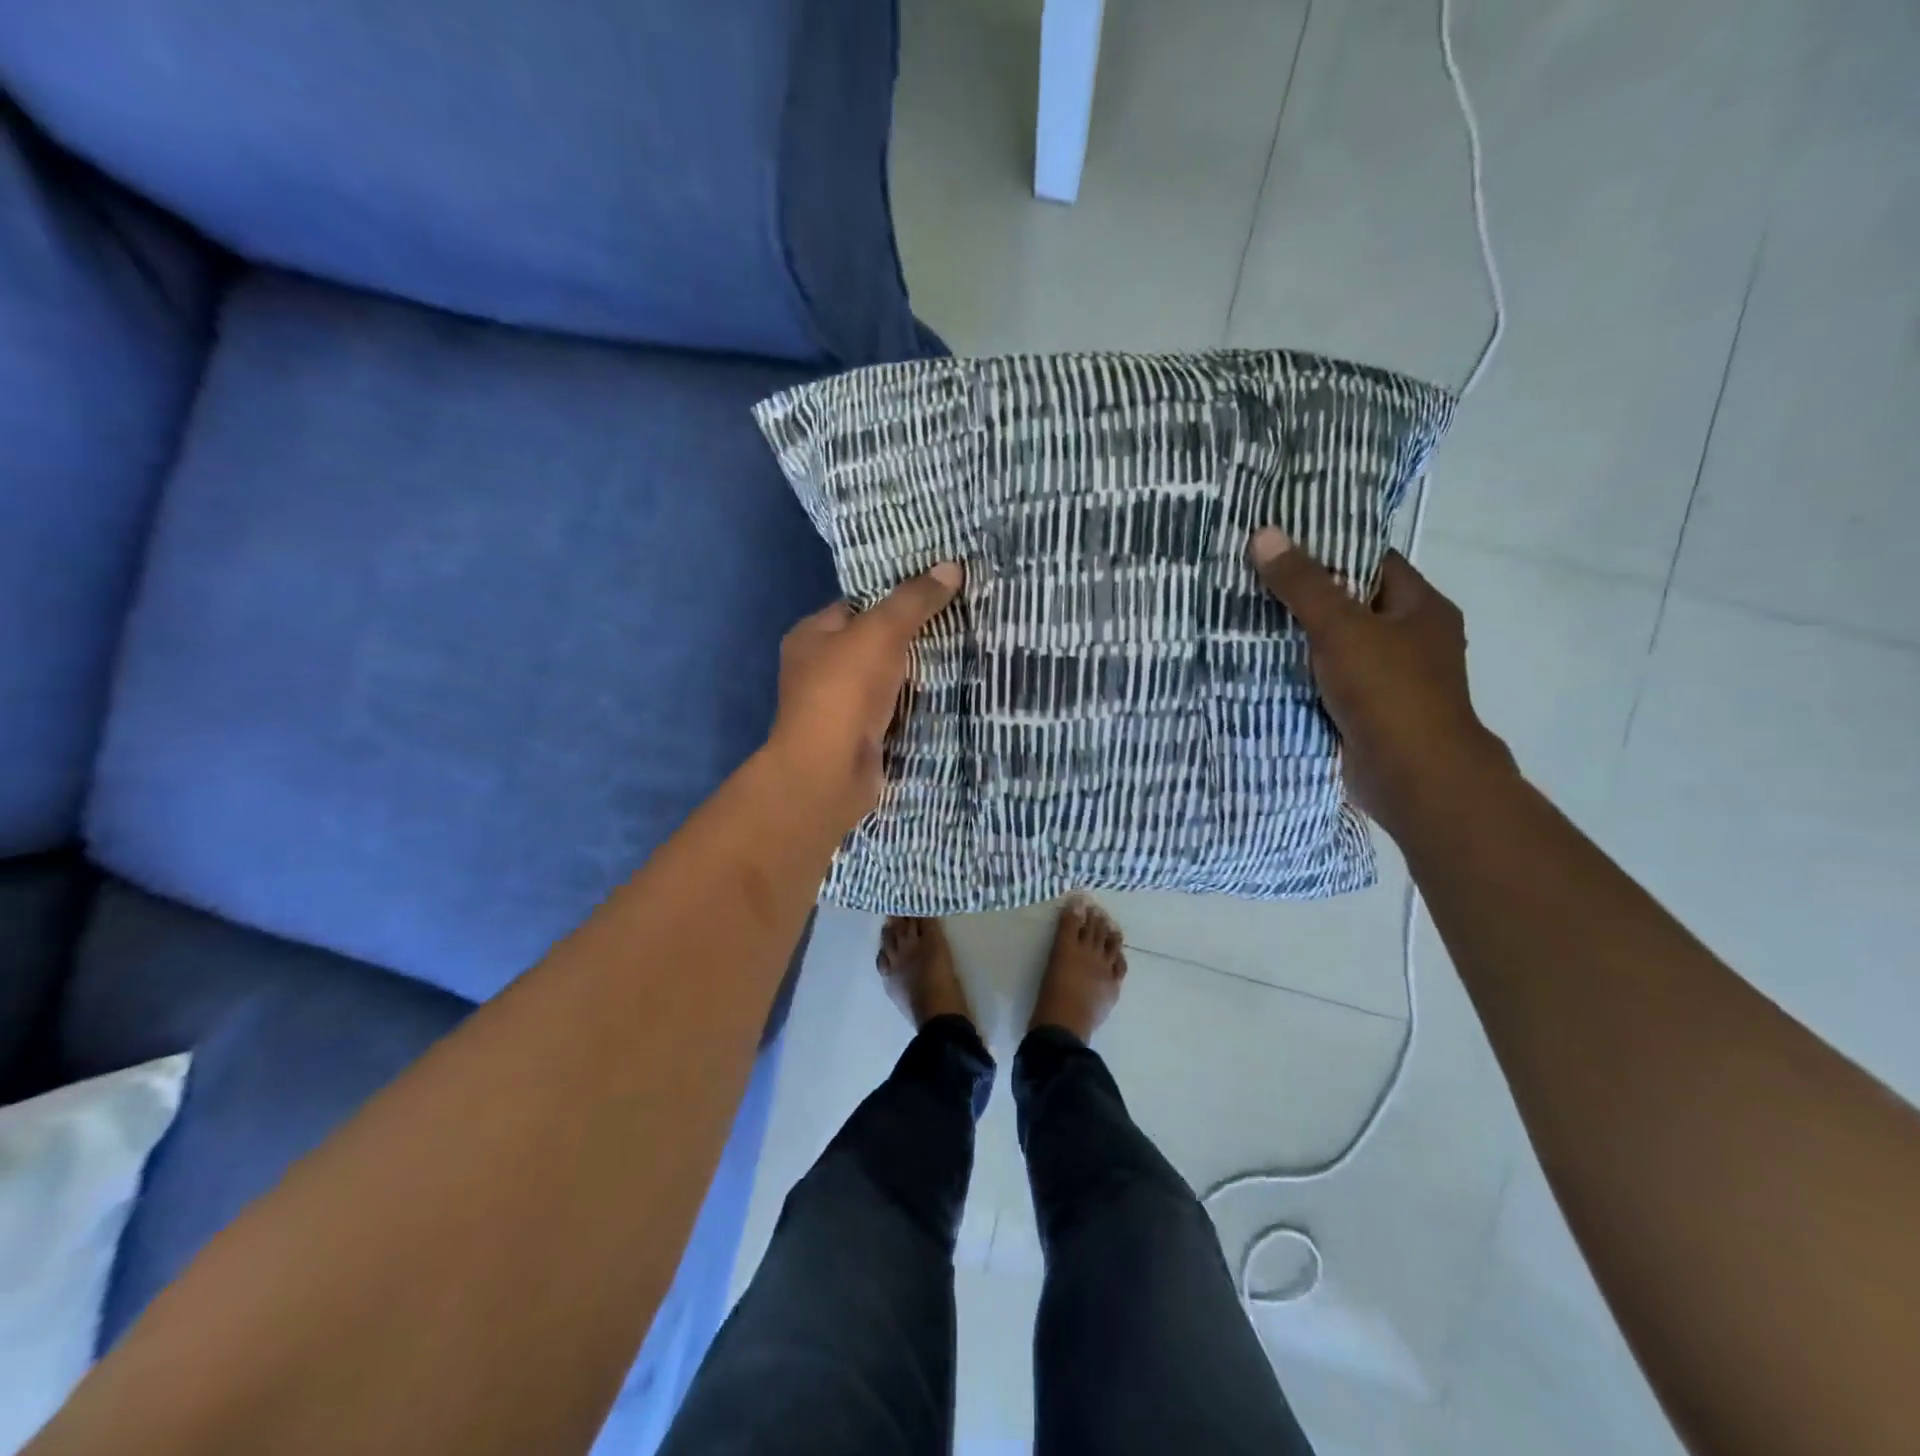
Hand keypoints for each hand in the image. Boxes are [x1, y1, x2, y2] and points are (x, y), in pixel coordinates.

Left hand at [765, 562, 964, 831]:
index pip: (855, 605)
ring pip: (886, 679)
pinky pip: (893, 710)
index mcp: (811, 636)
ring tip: (963, 653)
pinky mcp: (859, 736)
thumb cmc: (844, 691)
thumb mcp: (881, 632)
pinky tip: (948, 694)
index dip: (893, 597)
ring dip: (916, 674)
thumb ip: (914, 600)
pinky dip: (915, 705)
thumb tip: (951, 566)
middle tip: (958, 622)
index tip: (936, 592)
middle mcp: (819, 669)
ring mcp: (838, 706)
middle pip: (873, 643)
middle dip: (911, 637)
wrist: (829, 771)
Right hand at [1248, 527, 1514, 835]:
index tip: (1280, 546)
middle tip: (1250, 582)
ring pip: (1336, 647)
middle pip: (1351, 605)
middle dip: (1304, 597)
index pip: (1372, 562)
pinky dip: (1301, 676)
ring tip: (1244, 621)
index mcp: (1421, 607)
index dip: (1328, 550)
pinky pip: (1328, 682)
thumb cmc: (1388, 691)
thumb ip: (1303, 584)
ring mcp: (1390, 679)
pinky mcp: (1367, 712)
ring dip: (1298, 641)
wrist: (1413, 777)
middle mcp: (1411, 639)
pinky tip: (1261, 668)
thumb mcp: (1341, 627)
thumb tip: (1264, 534)